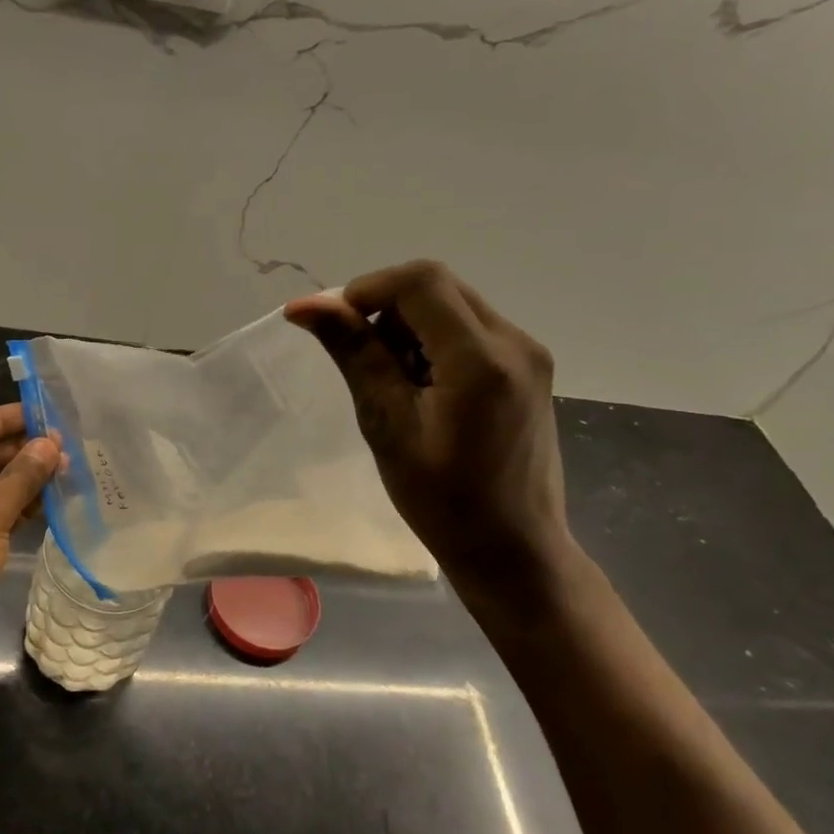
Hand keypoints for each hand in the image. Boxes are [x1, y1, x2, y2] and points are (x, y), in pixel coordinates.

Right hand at [285, 261, 574, 605]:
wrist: (514, 551)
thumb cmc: (443, 503)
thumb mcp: (387, 426)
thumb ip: (354, 354)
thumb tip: (306, 305)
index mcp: (482, 359)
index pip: (420, 281)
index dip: (366, 289)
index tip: (331, 325)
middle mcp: (515, 342)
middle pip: (437, 287)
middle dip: (386, 309)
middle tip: (361, 359)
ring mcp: (528, 354)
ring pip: (452, 305)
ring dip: (408, 327)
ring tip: (392, 384)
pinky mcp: (528, 368)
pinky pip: (470, 329)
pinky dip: (433, 342)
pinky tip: (422, 389)